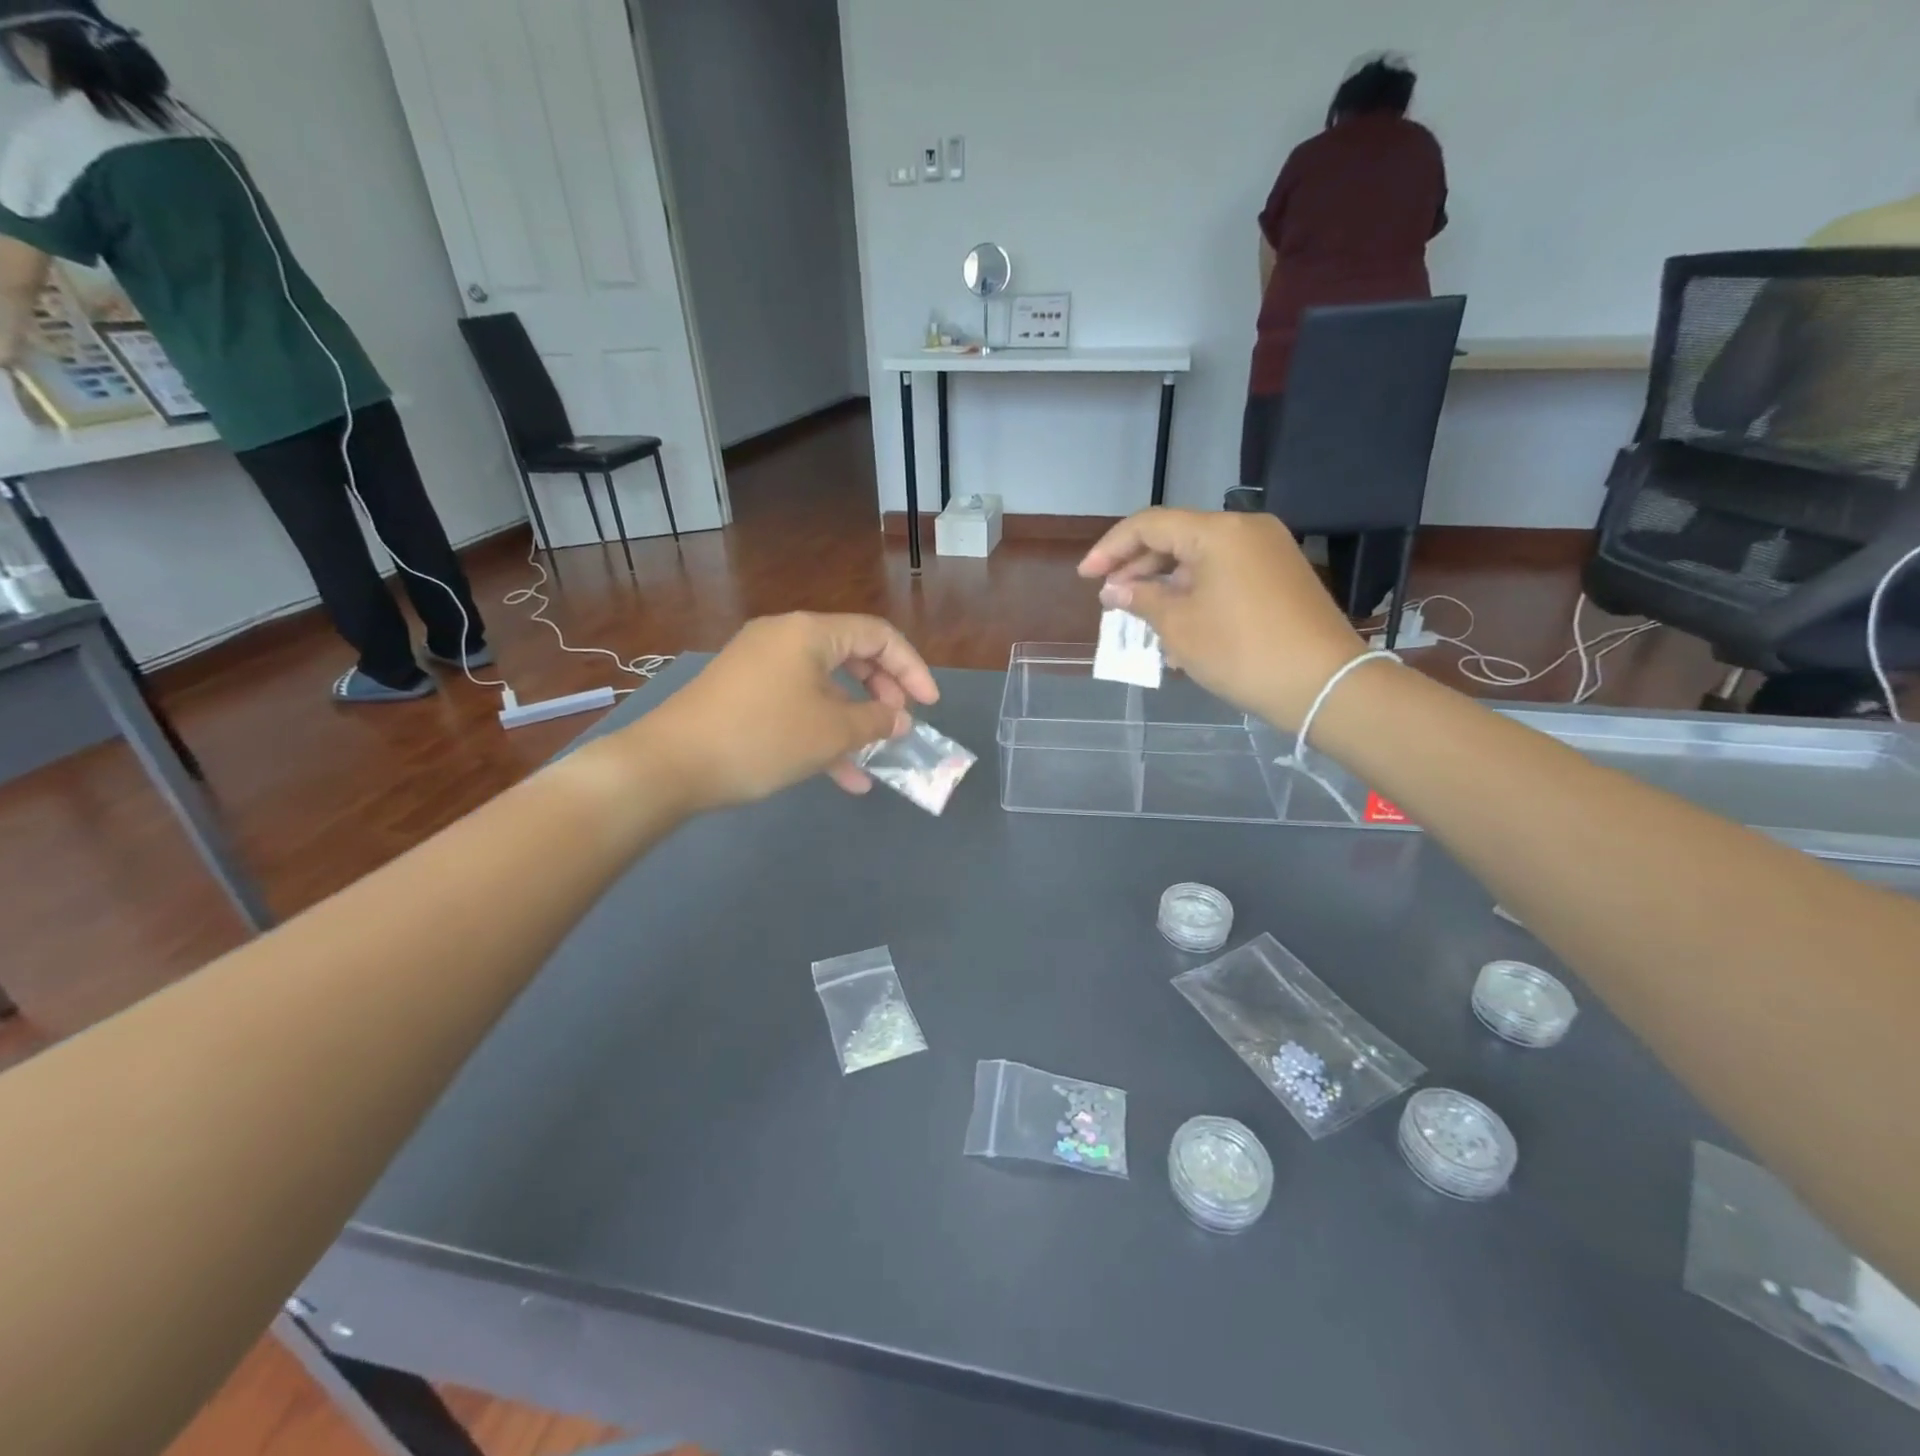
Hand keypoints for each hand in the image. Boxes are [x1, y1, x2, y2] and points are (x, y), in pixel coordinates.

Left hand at [640, 613, 938, 809]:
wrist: (669, 765)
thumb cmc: (762, 738)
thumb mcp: (831, 733)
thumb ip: (875, 722)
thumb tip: (900, 720)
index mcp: (809, 632)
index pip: (877, 635)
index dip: (911, 669)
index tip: (929, 706)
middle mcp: (784, 638)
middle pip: (851, 656)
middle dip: (883, 694)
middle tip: (900, 726)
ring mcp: (760, 666)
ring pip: (824, 687)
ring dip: (853, 722)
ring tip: (875, 760)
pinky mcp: (743, 694)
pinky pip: (796, 704)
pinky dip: (821, 732)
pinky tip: (841, 776)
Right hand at [1078, 509, 1367, 729]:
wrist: (1324, 685)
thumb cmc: (1242, 652)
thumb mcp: (1179, 627)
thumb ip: (1141, 599)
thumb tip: (1115, 589)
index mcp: (1218, 532)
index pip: (1150, 525)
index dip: (1111, 549)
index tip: (1086, 577)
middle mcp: (1246, 530)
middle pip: (1176, 538)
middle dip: (1137, 568)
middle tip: (1110, 600)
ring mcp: (1268, 552)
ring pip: (1200, 559)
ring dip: (1165, 585)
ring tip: (1139, 618)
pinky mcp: (1280, 577)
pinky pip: (1224, 574)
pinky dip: (1195, 593)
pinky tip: (1177, 625)